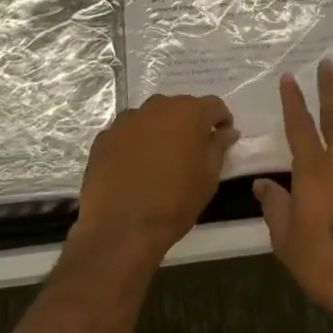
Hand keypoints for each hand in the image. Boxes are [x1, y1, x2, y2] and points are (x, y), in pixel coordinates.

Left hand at [74, 93, 237, 261]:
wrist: (122, 227)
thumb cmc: (175, 202)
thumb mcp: (208, 178)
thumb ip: (219, 147)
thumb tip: (226, 132)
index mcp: (188, 113)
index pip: (213, 105)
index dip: (221, 120)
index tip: (222, 138)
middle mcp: (157, 107)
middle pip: (180, 107)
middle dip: (189, 123)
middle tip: (191, 150)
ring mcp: (127, 119)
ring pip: (151, 117)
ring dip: (160, 130)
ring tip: (160, 159)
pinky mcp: (105, 136)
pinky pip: (127, 132)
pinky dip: (135, 142)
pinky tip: (134, 167)